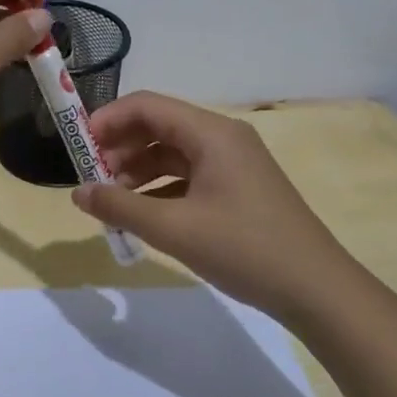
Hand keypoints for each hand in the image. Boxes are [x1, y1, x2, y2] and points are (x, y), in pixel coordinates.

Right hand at [70, 91, 362, 322]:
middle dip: (120, 147)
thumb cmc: (245, 249)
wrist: (318, 291)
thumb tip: (78, 193)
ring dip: (138, 169)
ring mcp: (234, 162)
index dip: (107, 120)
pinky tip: (144, 213)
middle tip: (92, 177)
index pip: (147, 105)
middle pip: (158, 125)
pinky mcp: (239, 186)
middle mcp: (222, 137)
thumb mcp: (174, 229)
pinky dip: (161, 186)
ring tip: (113, 199)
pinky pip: (189, 173)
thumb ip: (120, 207)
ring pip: (172, 151)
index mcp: (211, 133)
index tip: (78, 147)